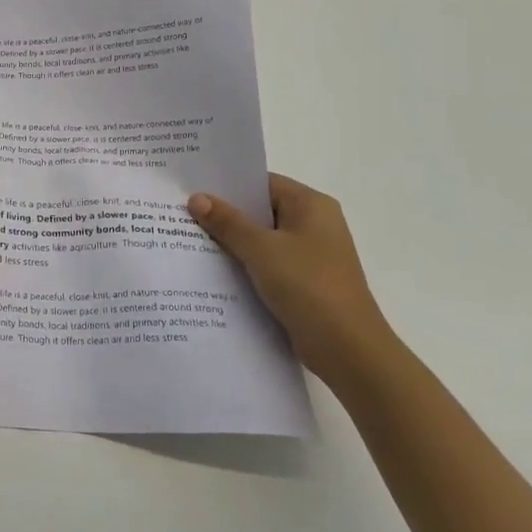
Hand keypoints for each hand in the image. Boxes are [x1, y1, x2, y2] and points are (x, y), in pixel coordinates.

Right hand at [188, 174, 395, 384]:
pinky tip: (213, 269)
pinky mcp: (305, 281)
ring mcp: (311, 254)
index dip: (228, 184)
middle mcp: (314, 224)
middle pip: (261, 210)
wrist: (348, 349)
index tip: (192, 187)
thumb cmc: (307, 286)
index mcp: (311, 205)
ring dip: (232, 241)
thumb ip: (227, 222)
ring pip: (262, 239)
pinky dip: (245, 263)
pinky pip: (268, 263)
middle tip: (183, 212)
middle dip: (225, 214)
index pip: (263, 182)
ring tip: (190, 239)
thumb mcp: (261, 249)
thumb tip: (197, 198)